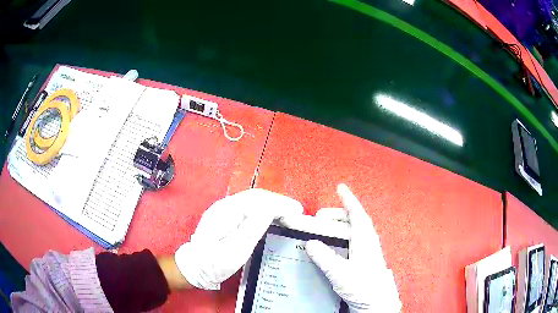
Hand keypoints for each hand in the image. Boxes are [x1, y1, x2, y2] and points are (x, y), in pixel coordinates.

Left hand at [174, 188, 303, 289]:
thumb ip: (252, 228)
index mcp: (227, 211)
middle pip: (257, 196)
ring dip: (272, 204)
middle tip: (296, 211)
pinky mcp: (225, 216)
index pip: (259, 199)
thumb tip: (271, 209)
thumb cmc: (214, 263)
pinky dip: (264, 209)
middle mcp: (225, 204)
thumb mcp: (235, 250)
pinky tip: (272, 216)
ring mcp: (223, 209)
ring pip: (253, 200)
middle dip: (278, 201)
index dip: (280, 203)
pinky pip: (249, 207)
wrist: (194, 267)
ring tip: (288, 213)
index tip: (297, 211)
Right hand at [299, 184, 400, 311]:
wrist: (377, 303)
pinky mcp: (365, 260)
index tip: (340, 187)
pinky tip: (334, 245)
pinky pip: (353, 241)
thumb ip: (325, 258)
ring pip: (354, 231)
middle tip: (320, 217)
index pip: (357, 214)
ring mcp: (367, 251)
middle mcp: (368, 242)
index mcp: (365, 240)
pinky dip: (342, 237)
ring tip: (325, 229)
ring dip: (340, 225)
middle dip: (338, 214)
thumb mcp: (341, 273)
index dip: (348, 200)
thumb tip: (310, 243)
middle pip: (354, 221)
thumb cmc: (363, 287)